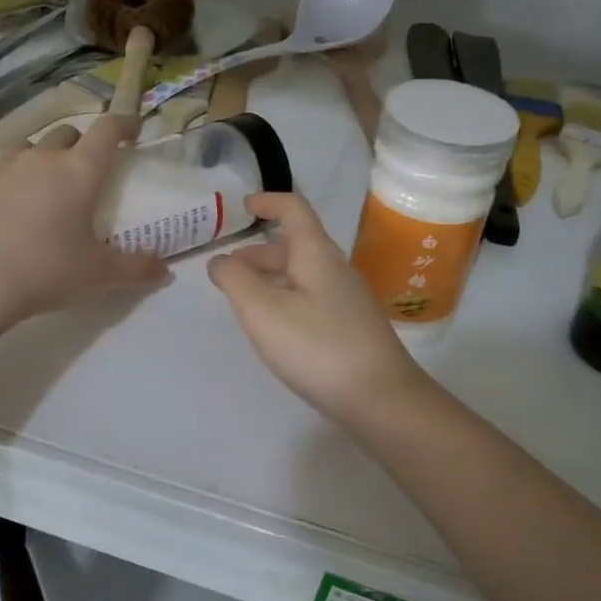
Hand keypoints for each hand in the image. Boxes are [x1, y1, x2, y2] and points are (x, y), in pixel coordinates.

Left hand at [0, 117, 168, 326]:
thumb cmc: (48, 271)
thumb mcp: (100, 275)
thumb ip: (137, 269)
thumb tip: (165, 270)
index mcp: (80, 172)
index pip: (108, 131)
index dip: (124, 124)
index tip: (133, 128)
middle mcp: (42, 158)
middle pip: (66, 134)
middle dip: (80, 144)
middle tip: (85, 168)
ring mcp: (2, 166)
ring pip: (26, 145)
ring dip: (39, 155)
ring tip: (41, 178)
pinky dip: (0, 174)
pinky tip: (0, 191)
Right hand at [208, 193, 431, 424]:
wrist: (380, 398)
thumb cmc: (316, 346)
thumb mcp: (262, 311)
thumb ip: (234, 280)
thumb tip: (220, 260)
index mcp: (316, 254)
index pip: (294, 209)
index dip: (267, 202)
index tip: (242, 207)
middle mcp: (335, 269)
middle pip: (296, 245)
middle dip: (259, 251)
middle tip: (228, 269)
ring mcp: (347, 300)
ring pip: (302, 275)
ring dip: (270, 278)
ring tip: (243, 300)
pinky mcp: (350, 328)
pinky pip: (311, 299)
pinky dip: (285, 299)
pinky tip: (274, 327)